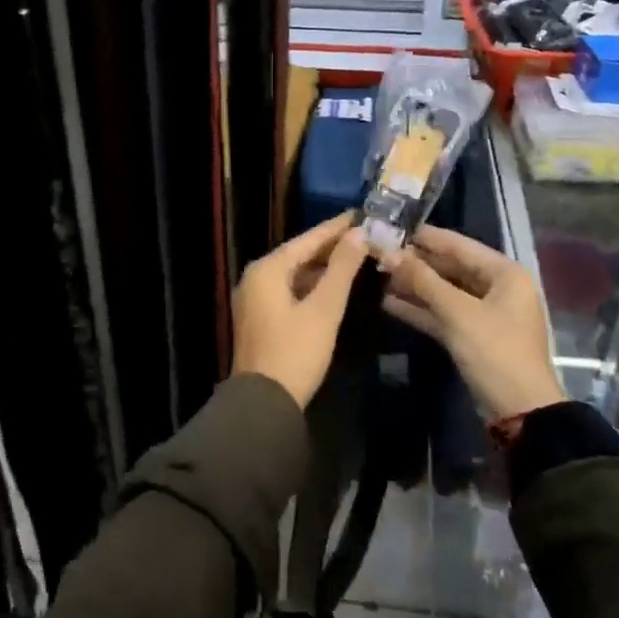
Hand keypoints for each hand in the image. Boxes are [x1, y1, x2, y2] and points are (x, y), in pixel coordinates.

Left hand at [231, 212, 368, 408]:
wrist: (263, 403)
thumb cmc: (295, 351)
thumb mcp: (324, 308)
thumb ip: (341, 268)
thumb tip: (358, 234)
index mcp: (267, 270)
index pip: (307, 239)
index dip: (336, 227)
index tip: (361, 214)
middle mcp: (255, 278)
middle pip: (299, 254)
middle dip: (331, 247)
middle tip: (364, 235)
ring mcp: (254, 299)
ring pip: (294, 274)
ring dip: (322, 267)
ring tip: (355, 257)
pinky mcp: (260, 318)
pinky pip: (288, 290)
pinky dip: (311, 286)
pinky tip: (333, 287)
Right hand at [380, 226, 566, 424]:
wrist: (520, 411)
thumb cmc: (495, 351)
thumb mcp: (458, 313)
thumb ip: (422, 280)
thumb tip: (388, 252)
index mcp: (504, 273)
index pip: (459, 245)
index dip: (425, 237)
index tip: (392, 226)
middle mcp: (497, 287)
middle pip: (451, 267)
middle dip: (416, 262)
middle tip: (379, 252)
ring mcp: (485, 313)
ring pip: (444, 292)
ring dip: (414, 286)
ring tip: (377, 275)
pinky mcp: (472, 336)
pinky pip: (443, 314)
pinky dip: (420, 309)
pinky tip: (388, 303)